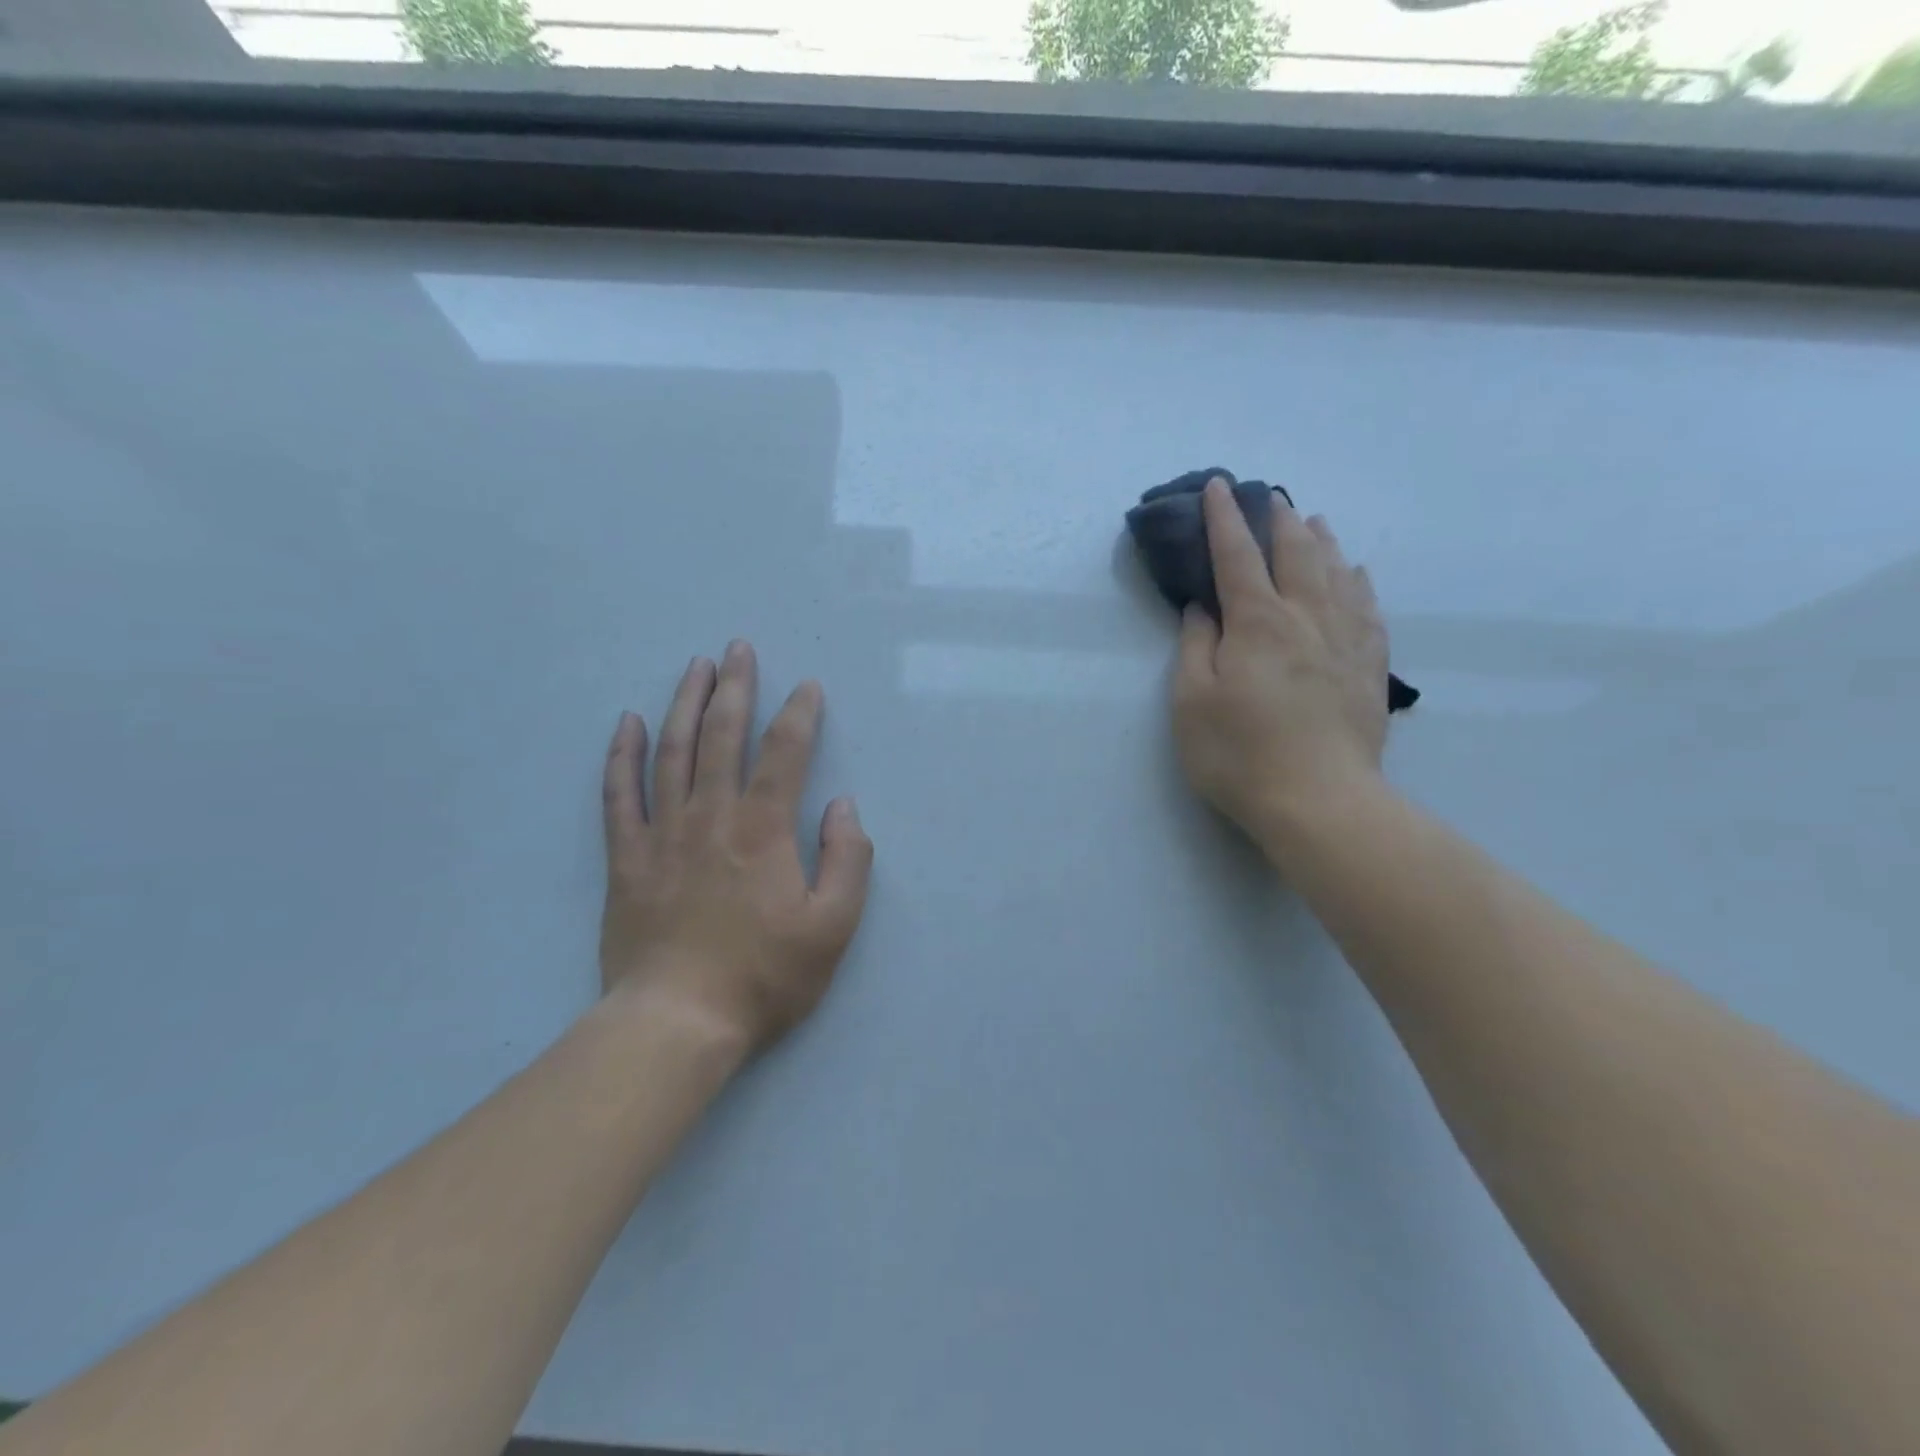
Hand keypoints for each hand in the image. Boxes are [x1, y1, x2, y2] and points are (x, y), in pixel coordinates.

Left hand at [599, 642, 872, 1056]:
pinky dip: (623, 755)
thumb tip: (843, 806)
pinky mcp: (626, 859)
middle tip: (738, 649)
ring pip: (672, 752)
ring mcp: (663, 834)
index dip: (799, 714)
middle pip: (722, 736)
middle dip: (735, 687)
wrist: (677, 1022)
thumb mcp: (833, 926)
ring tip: (695, 667)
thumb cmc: (764, 976)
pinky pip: (619, 795)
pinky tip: (628, 723)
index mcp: (763, 830)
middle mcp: (711, 816)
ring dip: (685, 703)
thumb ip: (847, 860)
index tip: (808, 687)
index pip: (785, 753)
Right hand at [1172, 478, 1390, 857]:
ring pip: (1336, 574)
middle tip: (1268, 498)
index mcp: (1257, 623)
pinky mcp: (1369, 668)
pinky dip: (1359, 582)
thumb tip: (1203, 607)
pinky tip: (1357, 574)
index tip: (1217, 486)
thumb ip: (1196, 646)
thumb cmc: (1239, 753)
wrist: (1318, 800)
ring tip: (1313, 520)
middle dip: (1277, 521)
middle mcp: (1305, 618)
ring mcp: (1344, 641)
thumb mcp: (1192, 702)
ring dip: (1321, 542)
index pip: (1237, 557)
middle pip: (1295, 554)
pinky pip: (1368, 609)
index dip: (1224, 519)